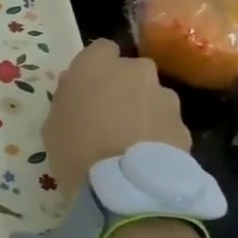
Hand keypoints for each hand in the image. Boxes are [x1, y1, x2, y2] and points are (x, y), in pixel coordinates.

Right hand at [43, 39, 192, 196]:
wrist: (125, 188)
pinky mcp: (184, 126)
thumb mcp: (53, 122)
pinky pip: (166, 124)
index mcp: (98, 63)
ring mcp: (165, 97)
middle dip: (124, 88)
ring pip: (153, 97)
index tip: (88, 89)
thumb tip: (75, 86)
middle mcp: (136, 71)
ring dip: (144, 111)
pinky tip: (146, 159)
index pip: (101, 49)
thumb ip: (67, 96)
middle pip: (131, 72)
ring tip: (131, 143)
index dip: (95, 68)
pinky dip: (158, 135)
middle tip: (110, 116)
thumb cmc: (75, 149)